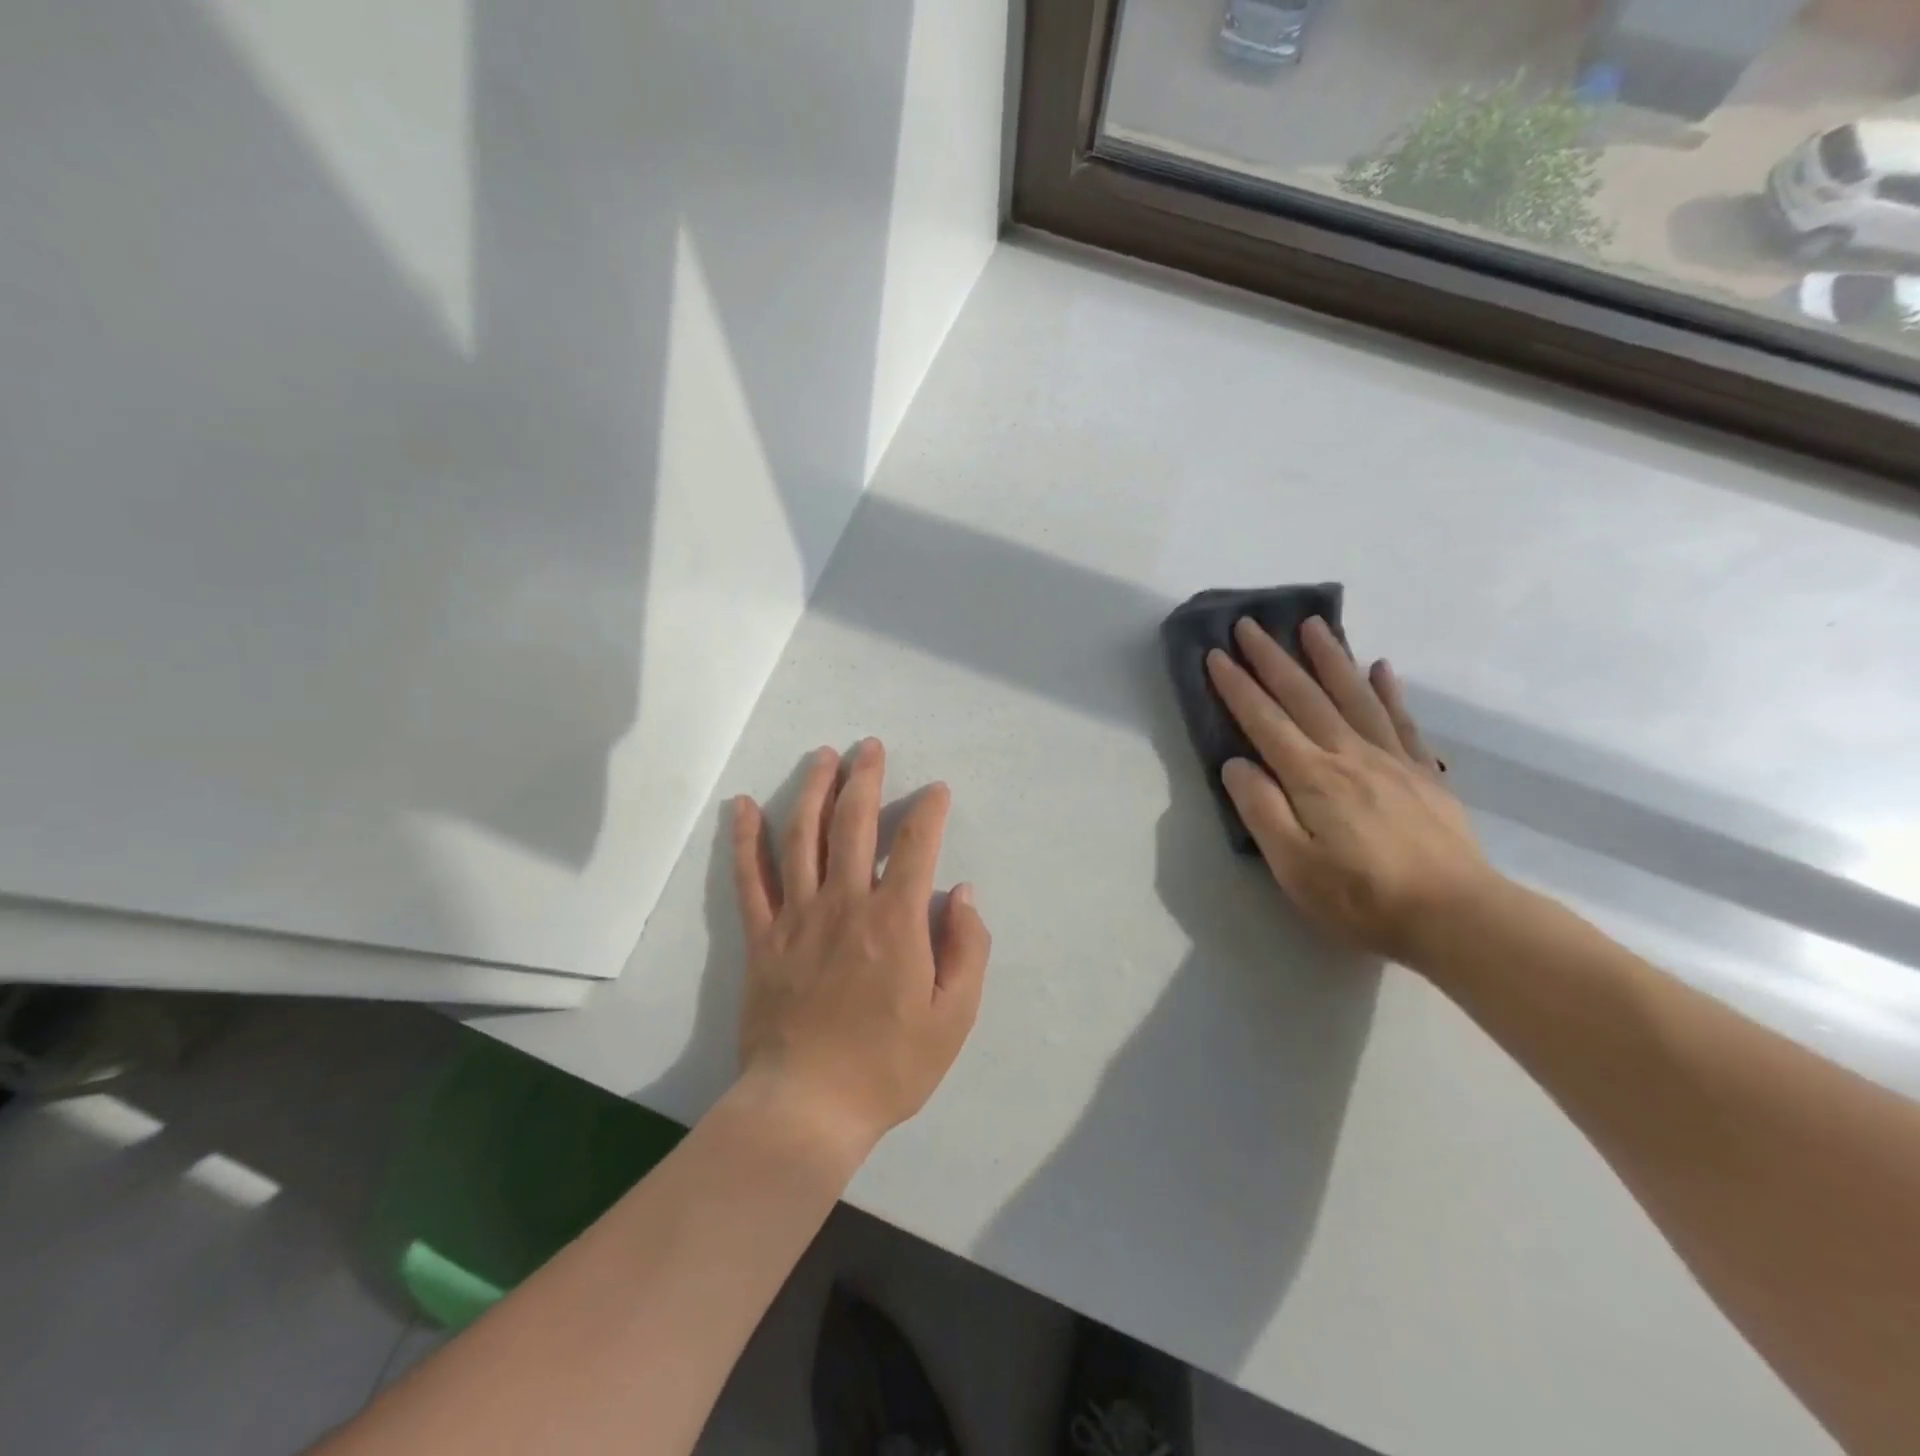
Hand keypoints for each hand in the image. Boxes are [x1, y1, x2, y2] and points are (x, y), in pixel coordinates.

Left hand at [730, 739, 990, 1157]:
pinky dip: (745, 837)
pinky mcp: (761, 936)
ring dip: (813, 790)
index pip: (914, 846)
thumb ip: (967, 950)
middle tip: (869, 746)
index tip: (936, 792)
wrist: (807, 1108)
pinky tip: (743, 804)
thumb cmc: (888, 1066)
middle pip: (853, 824)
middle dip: (865, 779)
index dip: (928, 811)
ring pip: (801, 836)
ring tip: (823, 756)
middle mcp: (844, 904)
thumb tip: (962, 894)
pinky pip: (749, 878)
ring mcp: (796, 917)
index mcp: (894, 922)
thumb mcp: (953, 1018)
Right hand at [1206, 617, 1501, 967]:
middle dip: (1272, 659)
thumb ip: (1262, 811)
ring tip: (1312, 625)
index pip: (1265, 722)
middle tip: (1249, 624)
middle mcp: (1349, 755)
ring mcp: (1391, 760)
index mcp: (1312, 778)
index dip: (1237, 687)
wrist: (1458, 918)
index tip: (1216, 654)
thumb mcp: (1294, 867)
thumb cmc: (1363, 899)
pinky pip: (1401, 720)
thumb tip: (1236, 763)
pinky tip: (1380, 667)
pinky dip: (1387, 690)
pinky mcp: (1423, 774)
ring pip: (1353, 695)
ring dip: (1329, 657)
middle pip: (1304, 696)